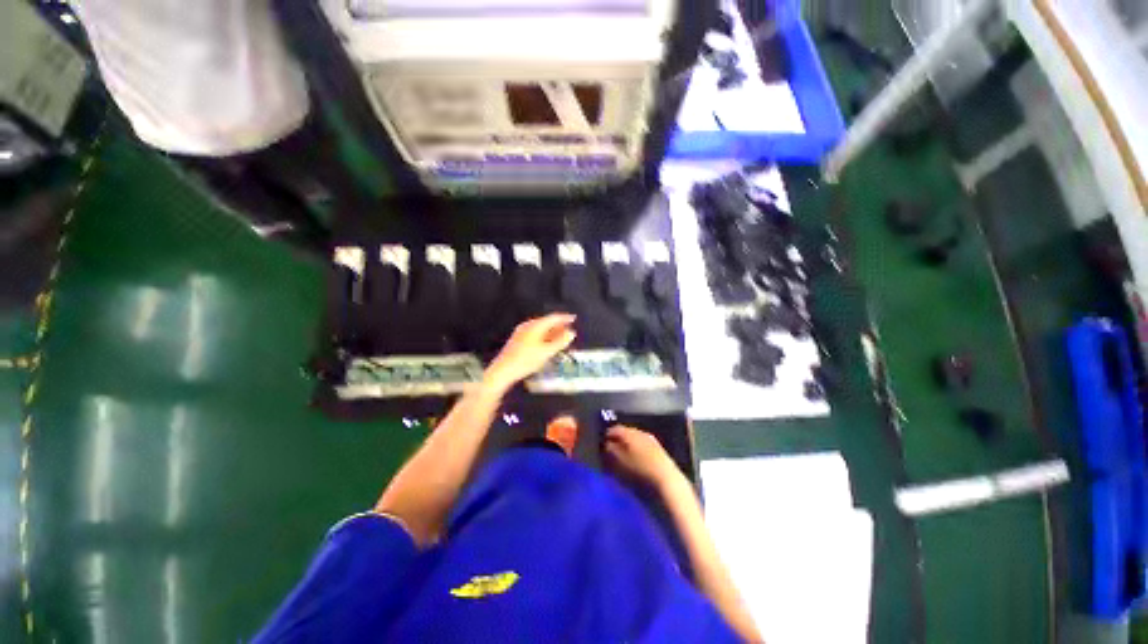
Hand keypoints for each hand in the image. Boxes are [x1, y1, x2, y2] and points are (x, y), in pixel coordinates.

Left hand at [484, 314, 576, 391]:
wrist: (503, 371)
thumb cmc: (526, 360)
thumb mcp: (546, 352)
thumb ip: (560, 342)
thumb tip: (571, 333)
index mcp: (535, 325)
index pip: (553, 318)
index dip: (564, 318)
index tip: (574, 319)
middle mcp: (528, 326)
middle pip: (546, 322)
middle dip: (558, 326)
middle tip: (569, 330)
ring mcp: (521, 332)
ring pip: (540, 329)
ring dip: (552, 332)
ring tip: (561, 338)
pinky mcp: (518, 340)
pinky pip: (535, 334)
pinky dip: (544, 337)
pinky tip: (548, 345)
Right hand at [605, 425, 681, 488]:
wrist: (666, 479)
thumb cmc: (639, 470)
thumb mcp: (618, 461)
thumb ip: (610, 450)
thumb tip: (606, 443)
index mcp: (629, 432)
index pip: (614, 428)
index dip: (607, 435)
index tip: (601, 444)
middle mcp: (640, 432)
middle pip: (625, 432)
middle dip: (618, 440)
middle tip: (611, 450)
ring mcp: (651, 440)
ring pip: (635, 438)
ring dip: (628, 445)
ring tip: (623, 456)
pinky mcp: (659, 449)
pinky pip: (643, 445)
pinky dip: (636, 450)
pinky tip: (635, 459)